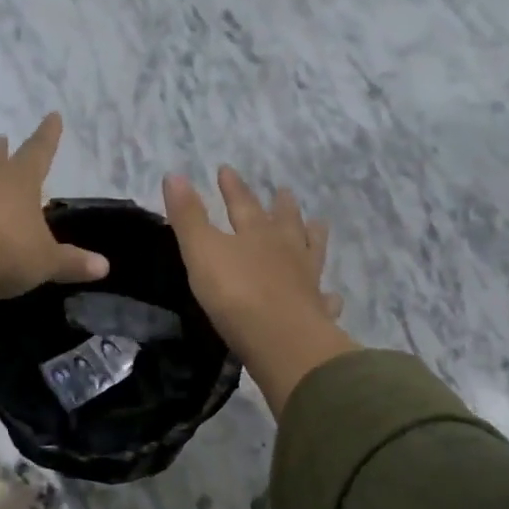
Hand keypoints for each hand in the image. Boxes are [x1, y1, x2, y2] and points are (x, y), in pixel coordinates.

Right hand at [163, 168, 353, 415]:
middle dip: (281, 206)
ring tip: (318, 224)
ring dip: (313, 236)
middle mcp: (286, 250)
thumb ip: (188, 216)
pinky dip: (329, 296)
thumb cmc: (235, 294)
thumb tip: (174, 175)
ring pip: (312, 251)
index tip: (226, 169)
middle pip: (285, 222)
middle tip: (284, 191)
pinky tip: (333, 296)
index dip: (233, 187)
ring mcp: (306, 280)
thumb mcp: (201, 251)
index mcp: (256, 233)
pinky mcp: (318, 312)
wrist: (281, 340)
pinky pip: (326, 299)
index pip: (242, 203)